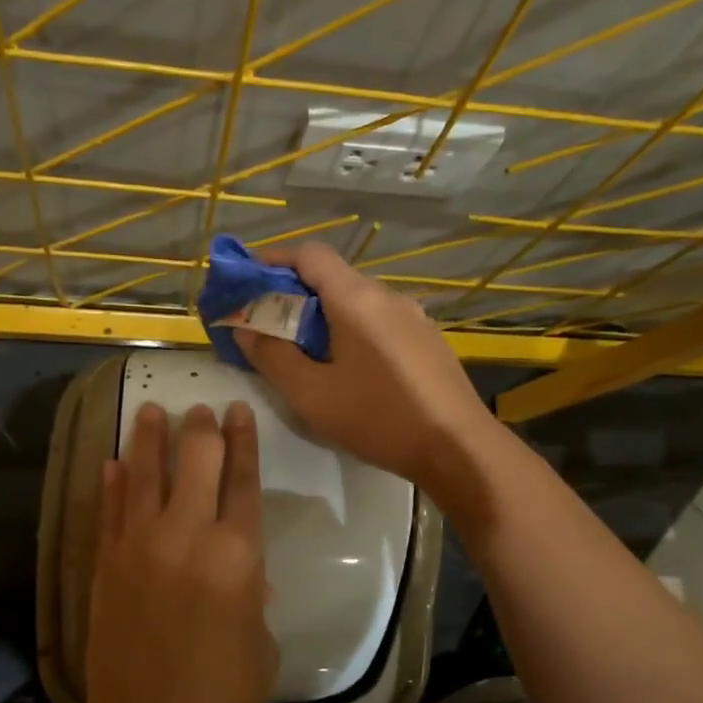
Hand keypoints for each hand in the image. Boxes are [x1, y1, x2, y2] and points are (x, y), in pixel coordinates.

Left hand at [79, 401, 277, 702]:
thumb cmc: (222, 696)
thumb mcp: (260, 643)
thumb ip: (253, 597)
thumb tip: (246, 575)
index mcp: (238, 552)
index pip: (243, 478)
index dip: (243, 439)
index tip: (238, 411)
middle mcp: (188, 534)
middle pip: (195, 460)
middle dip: (200, 428)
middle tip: (200, 408)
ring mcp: (140, 544)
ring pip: (143, 473)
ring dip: (149, 438)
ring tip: (151, 411)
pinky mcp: (106, 563)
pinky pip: (108, 510)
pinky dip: (110, 483)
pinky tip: (110, 462)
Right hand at [234, 242, 494, 488]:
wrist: (457, 447)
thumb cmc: (377, 417)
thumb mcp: (310, 394)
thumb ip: (272, 356)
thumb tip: (245, 328)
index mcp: (356, 298)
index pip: (310, 254)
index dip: (274, 260)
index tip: (248, 283)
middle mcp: (387, 296)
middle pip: (333, 277)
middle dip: (294, 295)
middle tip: (269, 327)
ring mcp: (413, 316)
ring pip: (357, 302)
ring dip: (325, 316)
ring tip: (306, 352)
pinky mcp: (428, 340)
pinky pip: (379, 321)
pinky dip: (352, 330)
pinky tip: (349, 368)